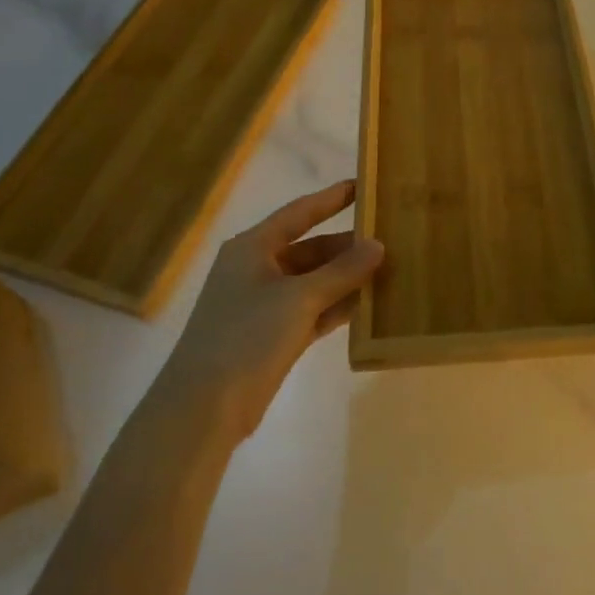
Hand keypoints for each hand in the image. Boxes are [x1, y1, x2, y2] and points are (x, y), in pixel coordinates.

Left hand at [169, 179, 383, 440]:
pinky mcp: (272, 336)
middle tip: (390, 239)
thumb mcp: (300, 298)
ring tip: (389, 269)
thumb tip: (378, 244)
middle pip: (310, 248)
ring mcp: (264, 304)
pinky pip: (313, 310)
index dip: (331, 199)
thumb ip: (343, 270)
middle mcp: (257, 270)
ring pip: (315, 281)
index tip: (363, 185)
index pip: (299, 213)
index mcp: (252, 248)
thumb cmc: (247, 336)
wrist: (204, 409)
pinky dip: (337, 306)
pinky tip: (370, 304)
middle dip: (348, 246)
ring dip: (347, 277)